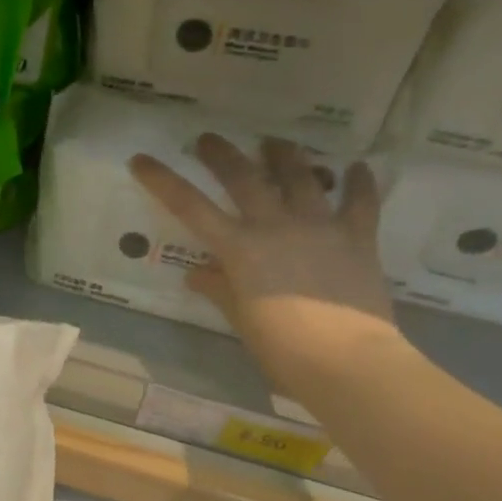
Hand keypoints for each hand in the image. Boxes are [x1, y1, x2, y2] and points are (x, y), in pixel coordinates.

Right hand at [128, 136, 399, 388]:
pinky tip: (357, 167)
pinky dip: (358, 183)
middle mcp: (275, 226)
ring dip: (284, 155)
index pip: (190, 207)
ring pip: (300, 176)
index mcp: (239, 249)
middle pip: (243, 177)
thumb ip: (220, 289)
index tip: (142, 159)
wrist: (346, 360)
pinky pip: (359, 202)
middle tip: (208, 139)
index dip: (163, 181)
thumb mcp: (241, 319)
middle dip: (221, 154)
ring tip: (275, 142)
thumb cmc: (281, 349)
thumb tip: (197, 274)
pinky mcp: (357, 237)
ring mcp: (319, 226)